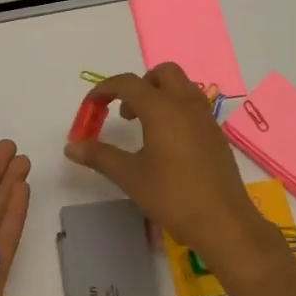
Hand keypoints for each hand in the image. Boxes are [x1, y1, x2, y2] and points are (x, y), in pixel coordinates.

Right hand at [65, 64, 281, 267]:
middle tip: (125, 113)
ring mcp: (206, 119)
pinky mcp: (217, 135)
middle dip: (139, 84)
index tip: (91, 107)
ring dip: (160, 95)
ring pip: (182, 87)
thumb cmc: (172, 196)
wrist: (223, 222)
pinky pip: (194, 107)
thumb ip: (100, 156)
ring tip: (145, 127)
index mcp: (162, 108)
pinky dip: (176, 111)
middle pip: (162, 73)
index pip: (128, 83)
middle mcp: (186, 105)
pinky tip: (168, 145)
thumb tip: (71, 146)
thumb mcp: (130, 176)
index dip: (105, 89)